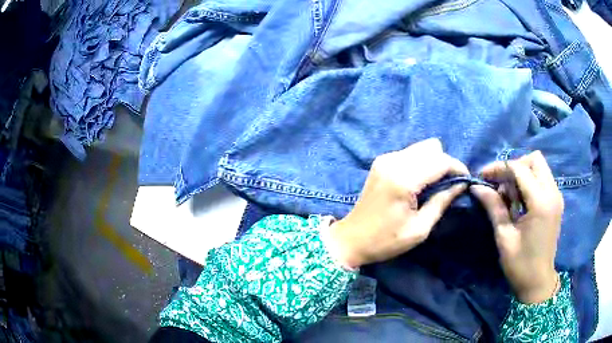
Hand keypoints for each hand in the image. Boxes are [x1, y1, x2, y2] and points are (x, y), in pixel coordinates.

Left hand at [324, 138, 468, 268]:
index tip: (466, 180)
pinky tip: (421, 181)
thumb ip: (442, 202)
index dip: (458, 167)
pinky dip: (421, 162)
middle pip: (432, 147)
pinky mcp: (381, 161)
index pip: (440, 161)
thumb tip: (461, 185)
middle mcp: (393, 161)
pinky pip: (410, 153)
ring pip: (421, 147)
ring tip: (437, 183)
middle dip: (446, 163)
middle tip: (450, 184)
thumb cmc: (385, 240)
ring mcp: (385, 159)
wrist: (351, 239)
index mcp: (403, 179)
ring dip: (434, 161)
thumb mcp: (419, 229)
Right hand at [471, 151, 562, 303]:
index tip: (482, 176)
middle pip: (534, 159)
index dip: (499, 168)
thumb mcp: (504, 237)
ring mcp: (556, 196)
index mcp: (540, 202)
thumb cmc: (520, 265)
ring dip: (522, 173)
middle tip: (500, 184)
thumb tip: (476, 187)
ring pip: (539, 167)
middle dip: (514, 166)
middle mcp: (552, 193)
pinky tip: (520, 201)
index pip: (519, 169)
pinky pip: (543, 179)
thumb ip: (494, 207)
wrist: (538, 282)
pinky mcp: (556, 201)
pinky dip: (529, 182)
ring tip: (509, 195)